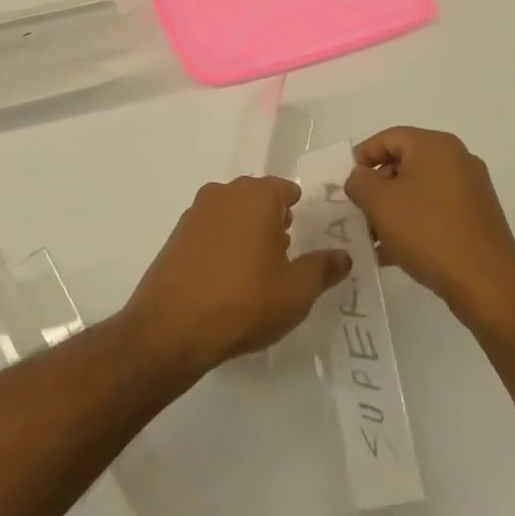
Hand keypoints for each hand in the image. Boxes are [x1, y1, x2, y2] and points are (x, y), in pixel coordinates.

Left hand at [124, 176, 352, 376]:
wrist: (172, 326)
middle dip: (273, 219)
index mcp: (256, 196)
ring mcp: (196, 211)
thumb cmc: (244, 302)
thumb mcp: (296, 291)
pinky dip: (223, 243)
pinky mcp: (177, 234)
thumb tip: (343, 255)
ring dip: (246, 230)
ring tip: (258, 269)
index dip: (298, 210)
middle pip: (257, 197)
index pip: (285, 189)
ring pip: (232, 212)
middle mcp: (224, 193)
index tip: (305, 235)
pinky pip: (210, 229)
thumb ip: (323, 268)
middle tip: (285, 254)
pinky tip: (227, 277)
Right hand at [345, 127, 514, 332]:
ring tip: (374, 238)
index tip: (346, 184)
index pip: (388, 138)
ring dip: (393, 209)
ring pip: (419, 190)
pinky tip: (396, 252)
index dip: (362, 157)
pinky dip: (415, 222)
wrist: (487, 286)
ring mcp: (472, 189)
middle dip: (377, 188)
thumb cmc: (428, 233)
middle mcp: (458, 159)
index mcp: (435, 145)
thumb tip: (361, 177)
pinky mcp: (479, 217)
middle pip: (404, 163)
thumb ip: (359, 182)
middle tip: (359, 212)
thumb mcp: (379, 203)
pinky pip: (437, 210)